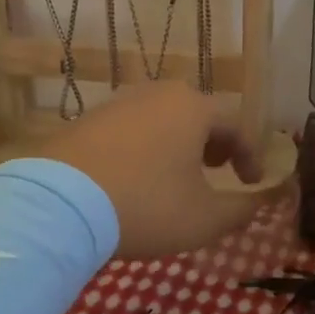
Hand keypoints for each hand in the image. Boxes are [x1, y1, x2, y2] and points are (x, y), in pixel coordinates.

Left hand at [34, 82, 263, 256]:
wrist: (57, 205)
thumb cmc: (145, 206)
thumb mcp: (204, 219)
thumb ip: (240, 209)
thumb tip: (257, 202)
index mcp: (193, 108)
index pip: (236, 125)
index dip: (250, 155)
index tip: (253, 182)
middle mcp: (158, 94)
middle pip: (198, 114)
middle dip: (214, 142)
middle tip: (218, 169)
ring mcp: (119, 103)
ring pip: (163, 119)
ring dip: (178, 144)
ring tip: (177, 176)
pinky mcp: (87, 120)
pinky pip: (131, 129)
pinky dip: (145, 148)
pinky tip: (136, 177)